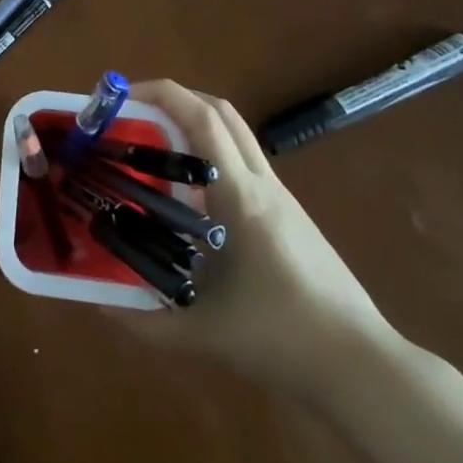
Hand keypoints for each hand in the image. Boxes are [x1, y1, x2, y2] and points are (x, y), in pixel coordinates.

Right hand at [115, 80, 398, 402]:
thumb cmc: (281, 340)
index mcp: (240, 196)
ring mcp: (282, 197)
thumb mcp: (202, 334)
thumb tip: (100, 306)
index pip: (201, 119)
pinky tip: (190, 197)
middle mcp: (262, 184)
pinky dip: (212, 157)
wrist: (362, 367)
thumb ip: (144, 321)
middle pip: (220, 111)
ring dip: (194, 125)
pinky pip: (244, 164)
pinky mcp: (292, 216)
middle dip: (174, 99)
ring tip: (154, 150)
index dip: (161, 94)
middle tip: (134, 116)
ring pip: (235, 135)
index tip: (122, 97)